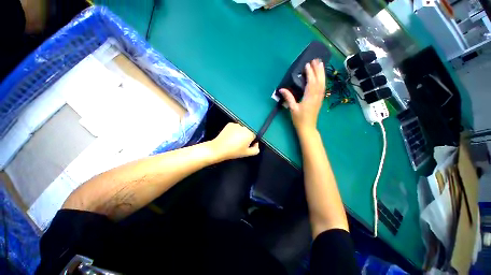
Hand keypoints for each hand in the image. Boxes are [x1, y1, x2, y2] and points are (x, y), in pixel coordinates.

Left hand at [210, 123, 259, 160]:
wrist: (219, 148)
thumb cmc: (234, 151)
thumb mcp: (247, 153)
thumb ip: (256, 149)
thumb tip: (256, 143)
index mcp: (250, 133)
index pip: (256, 134)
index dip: (253, 140)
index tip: (248, 144)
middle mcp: (245, 126)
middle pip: (249, 130)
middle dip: (247, 136)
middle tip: (241, 143)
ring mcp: (237, 124)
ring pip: (243, 128)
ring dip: (241, 132)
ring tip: (235, 139)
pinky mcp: (230, 124)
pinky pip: (236, 127)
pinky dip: (235, 130)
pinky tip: (230, 136)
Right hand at [279, 59, 324, 135]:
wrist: (308, 128)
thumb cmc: (299, 119)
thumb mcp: (292, 109)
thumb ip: (288, 98)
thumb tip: (282, 89)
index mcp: (309, 98)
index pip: (311, 83)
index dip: (310, 73)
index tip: (307, 65)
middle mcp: (316, 97)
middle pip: (319, 81)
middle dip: (318, 70)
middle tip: (316, 60)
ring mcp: (319, 98)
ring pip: (322, 84)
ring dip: (322, 73)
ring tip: (321, 64)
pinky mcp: (320, 100)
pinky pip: (322, 88)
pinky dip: (322, 80)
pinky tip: (321, 77)